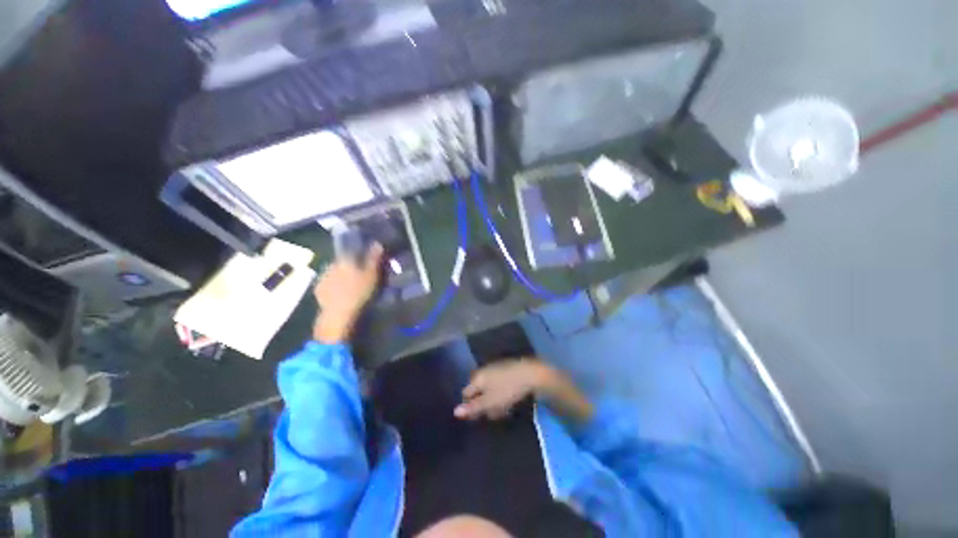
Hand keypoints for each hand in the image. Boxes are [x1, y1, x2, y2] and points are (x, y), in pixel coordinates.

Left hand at [312, 244, 383, 342]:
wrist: (338, 314)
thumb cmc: (359, 292)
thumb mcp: (372, 275)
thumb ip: (374, 259)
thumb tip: (377, 243)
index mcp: (345, 259)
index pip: (351, 250)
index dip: (358, 252)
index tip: (365, 257)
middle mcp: (331, 264)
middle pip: (342, 261)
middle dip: (350, 265)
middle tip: (360, 273)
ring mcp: (322, 277)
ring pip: (334, 271)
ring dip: (341, 275)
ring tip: (351, 284)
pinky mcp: (318, 290)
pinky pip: (328, 283)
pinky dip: (334, 285)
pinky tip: (341, 292)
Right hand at [454, 359, 545, 420]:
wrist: (530, 374)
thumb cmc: (508, 389)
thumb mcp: (490, 402)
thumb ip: (473, 407)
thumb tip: (455, 412)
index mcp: (477, 378)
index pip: (466, 394)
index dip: (470, 406)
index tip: (479, 416)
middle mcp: (483, 371)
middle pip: (477, 391)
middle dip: (483, 403)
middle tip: (493, 413)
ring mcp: (494, 369)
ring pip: (488, 388)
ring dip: (493, 400)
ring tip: (504, 408)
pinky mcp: (505, 369)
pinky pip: (497, 384)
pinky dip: (500, 392)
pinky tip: (510, 398)